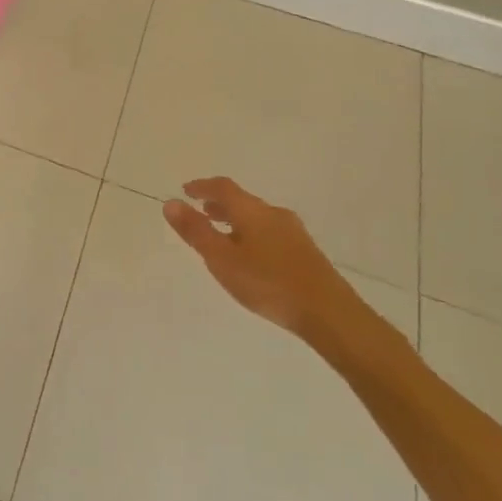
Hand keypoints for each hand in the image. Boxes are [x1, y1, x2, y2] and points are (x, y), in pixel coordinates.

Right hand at [162, 177, 363, 342]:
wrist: (330, 314)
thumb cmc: (269, 283)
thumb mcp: (222, 258)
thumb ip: (196, 231)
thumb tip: (170, 203)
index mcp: (252, 211)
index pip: (223, 187)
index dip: (202, 186)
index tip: (185, 190)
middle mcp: (274, 214)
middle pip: (242, 201)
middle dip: (219, 204)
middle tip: (201, 212)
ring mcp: (294, 233)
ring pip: (257, 218)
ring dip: (236, 220)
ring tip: (222, 235)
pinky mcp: (305, 252)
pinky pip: (270, 232)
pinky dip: (251, 234)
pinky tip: (251, 257)